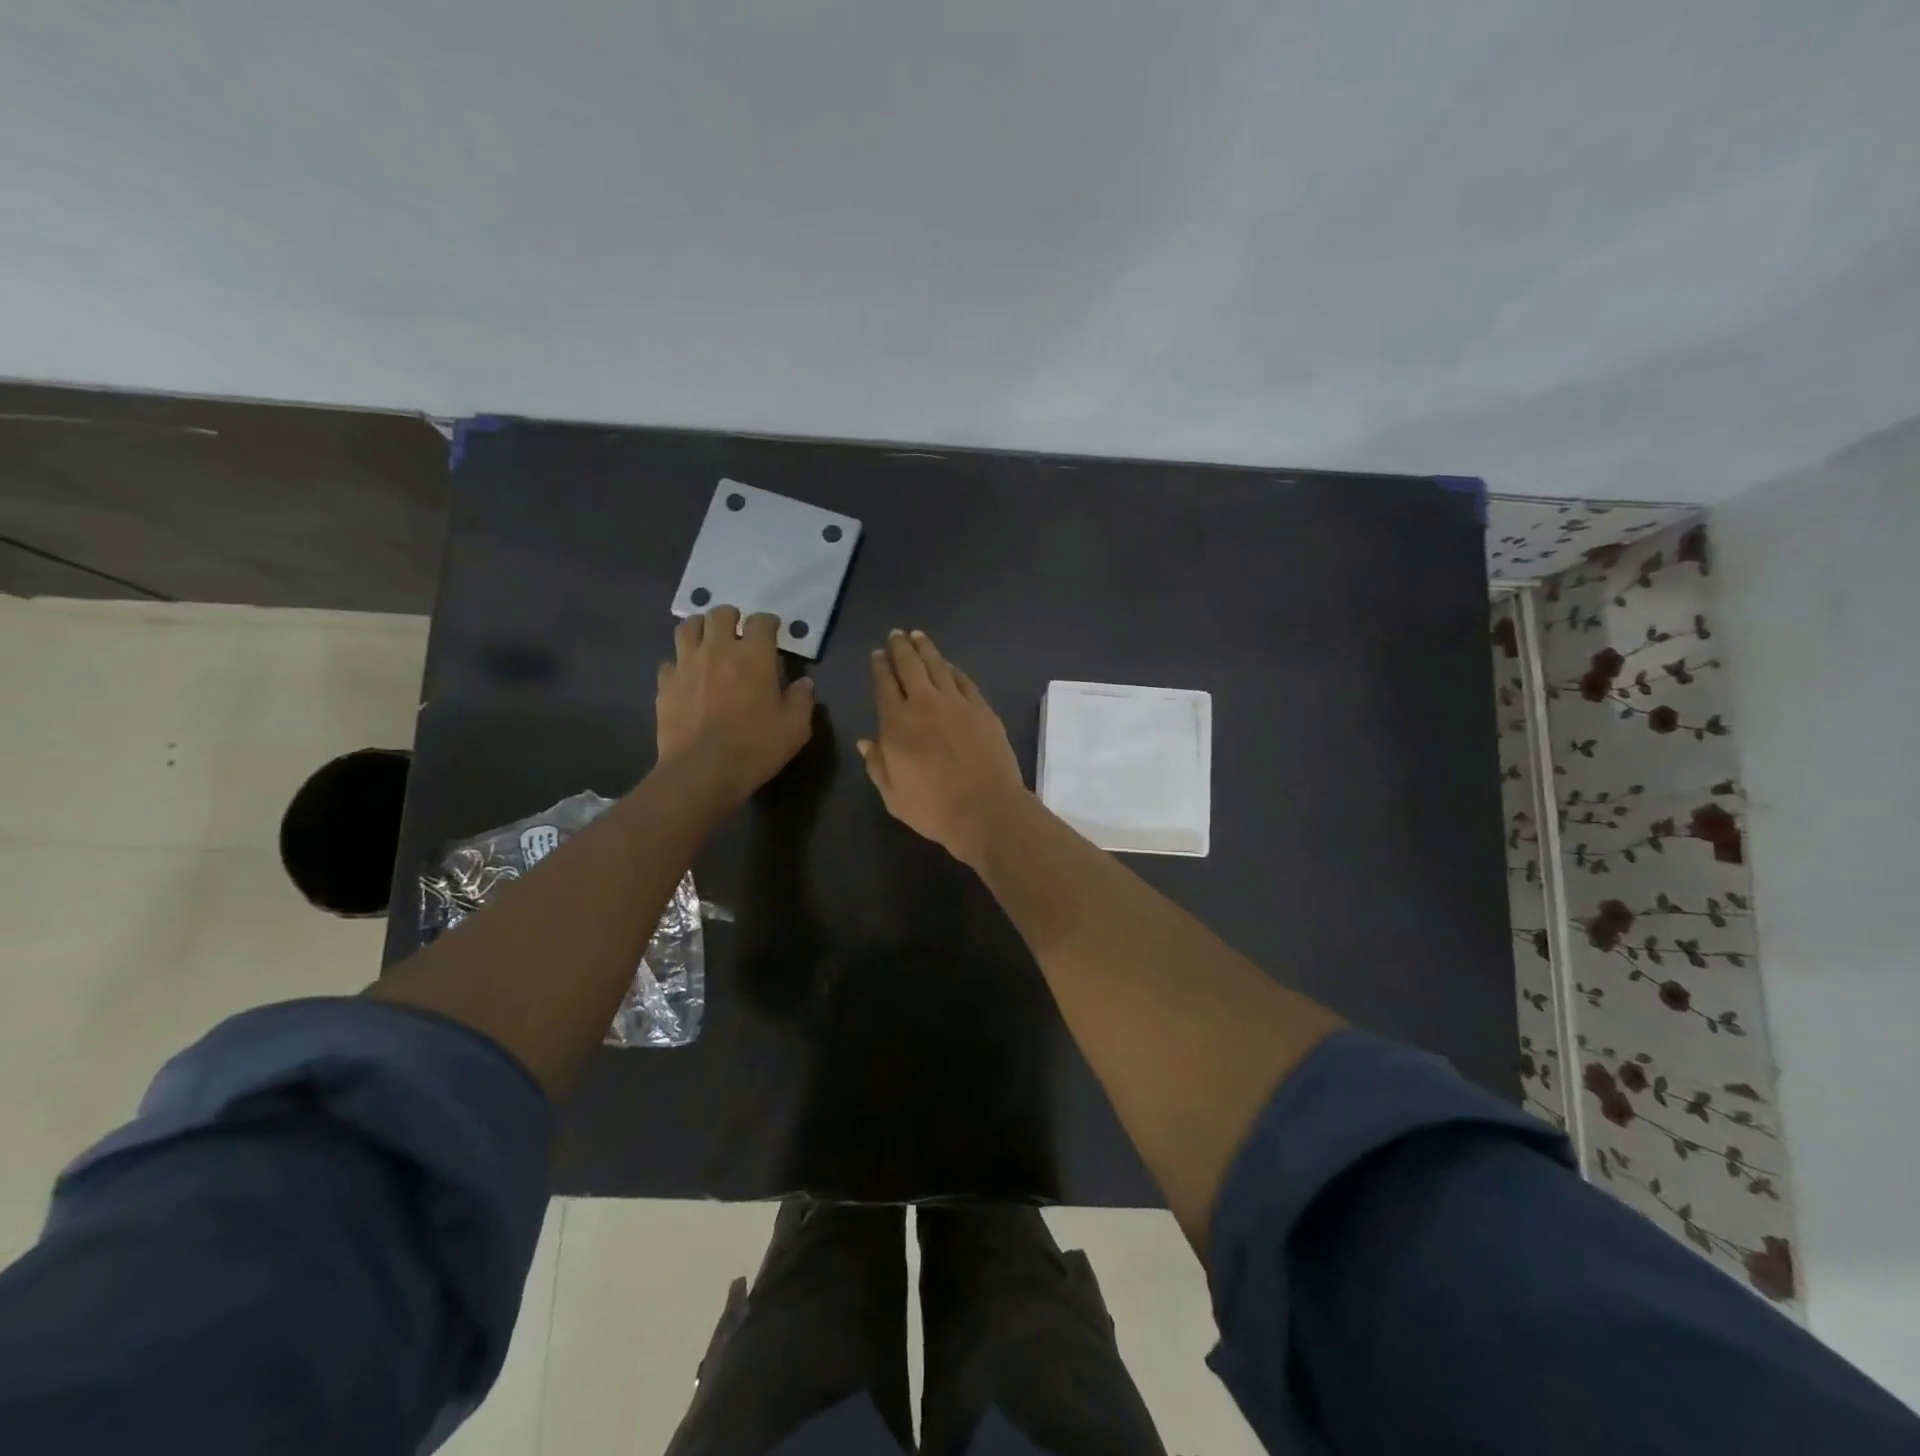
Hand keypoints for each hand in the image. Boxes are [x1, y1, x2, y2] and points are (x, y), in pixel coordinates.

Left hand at [657, 607, 814, 804]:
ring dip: (701, 629)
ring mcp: (686, 664)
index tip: (773, 632)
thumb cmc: (755, 747)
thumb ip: (802, 700)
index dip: (769, 623)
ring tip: (709, 642)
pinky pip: (670, 662)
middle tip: (739, 633)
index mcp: (754, 655)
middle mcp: (718, 649)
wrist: (702, 771)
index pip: (761, 621)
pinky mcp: (665, 684)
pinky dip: (680, 664)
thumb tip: (804, 683)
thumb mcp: (795, 727)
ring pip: (688, 627)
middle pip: (720, 614)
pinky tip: (688, 677)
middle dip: (732, 618)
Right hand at [858, 630, 1025, 866]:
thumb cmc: (933, 808)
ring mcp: (957, 703)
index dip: (879, 667)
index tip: (877, 654)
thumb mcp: (893, 795)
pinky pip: (964, 680)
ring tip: (918, 636)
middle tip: (896, 634)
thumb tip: (866, 741)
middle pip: (909, 666)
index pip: (884, 685)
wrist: (985, 808)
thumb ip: (877, 765)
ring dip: (926, 649)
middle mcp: (924, 704)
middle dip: (900, 648)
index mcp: (896, 723)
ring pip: (937, 665)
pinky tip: (948, 665)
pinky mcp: (982, 709)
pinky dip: (953, 669)